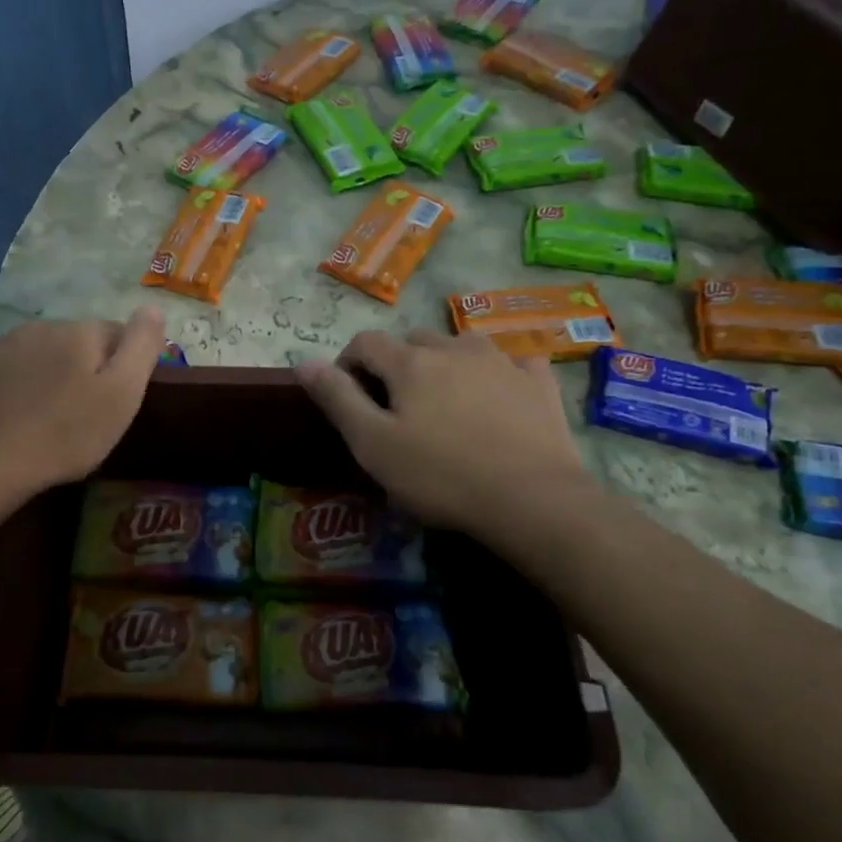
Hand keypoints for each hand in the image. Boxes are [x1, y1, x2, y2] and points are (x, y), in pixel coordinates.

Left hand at [0, 309, 166, 490]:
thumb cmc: (67, 432)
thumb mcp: (122, 394)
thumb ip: (141, 346)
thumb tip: (154, 308)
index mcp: (82, 332)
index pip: (118, 334)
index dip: (124, 365)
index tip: (120, 398)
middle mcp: (43, 326)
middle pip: (76, 342)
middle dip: (83, 367)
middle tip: (83, 412)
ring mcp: (1, 343)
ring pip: (38, 352)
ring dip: (47, 372)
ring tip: (45, 414)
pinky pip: (3, 366)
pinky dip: (12, 380)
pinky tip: (10, 409)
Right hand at [296, 330, 589, 529]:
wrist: (532, 500)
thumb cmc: (441, 475)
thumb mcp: (373, 444)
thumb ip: (337, 398)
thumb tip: (304, 361)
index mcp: (410, 363)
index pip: (366, 342)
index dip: (348, 362)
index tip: (347, 393)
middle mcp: (454, 348)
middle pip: (413, 341)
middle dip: (396, 363)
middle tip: (396, 405)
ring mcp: (501, 361)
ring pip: (461, 345)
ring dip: (446, 361)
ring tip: (445, 398)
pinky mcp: (538, 382)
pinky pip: (513, 361)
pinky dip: (499, 371)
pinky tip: (500, 393)